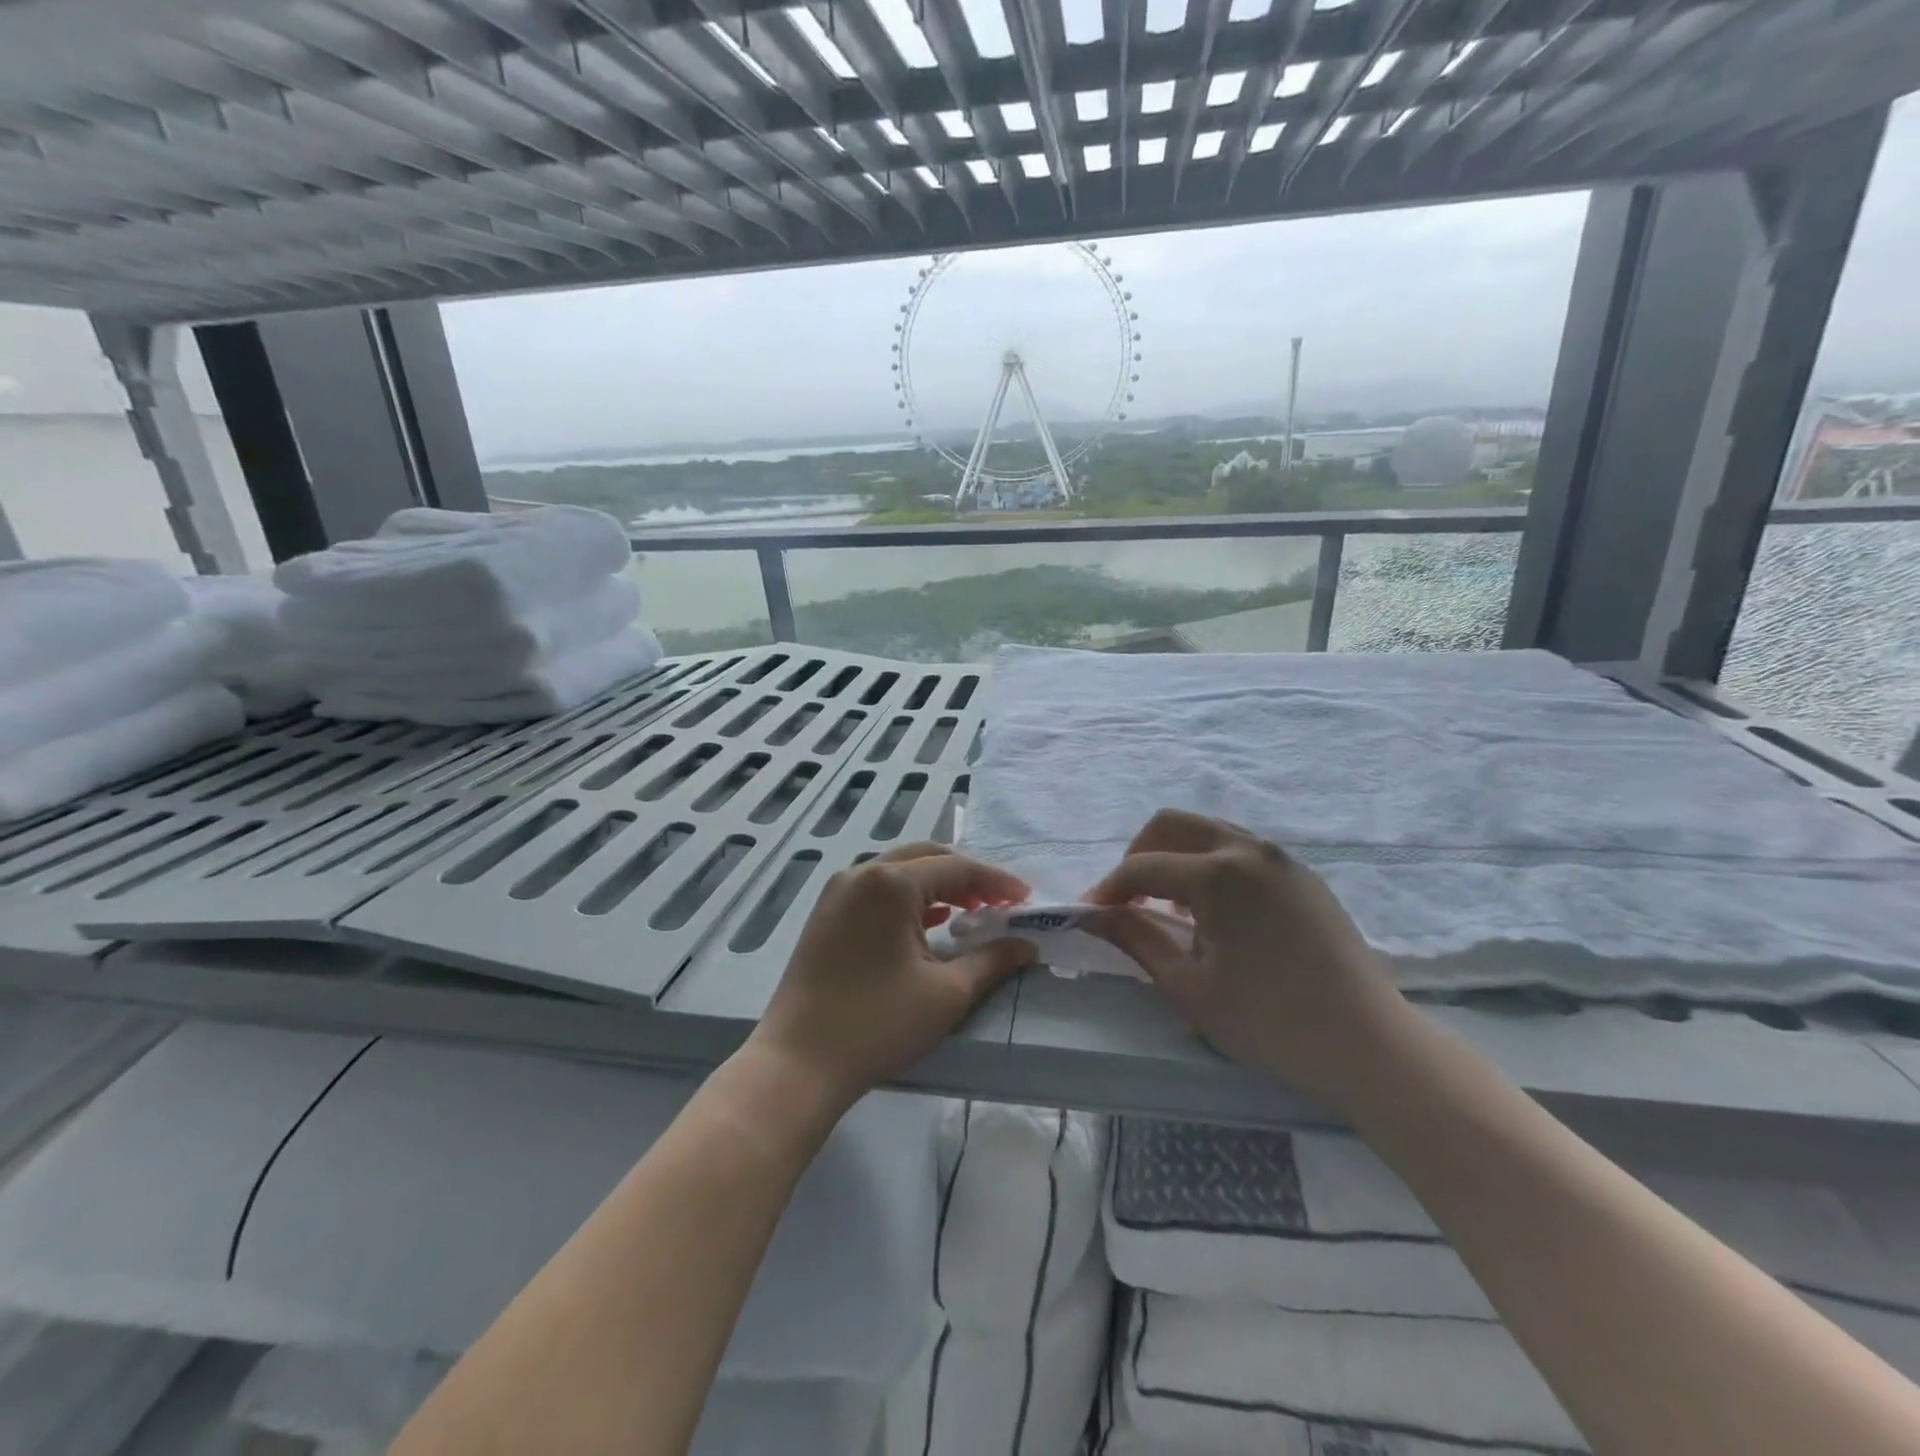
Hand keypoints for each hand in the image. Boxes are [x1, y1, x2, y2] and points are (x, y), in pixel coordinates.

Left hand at [748, 844, 1036, 1110]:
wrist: (798, 1063)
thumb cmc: (877, 1023)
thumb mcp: (946, 993)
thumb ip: (991, 961)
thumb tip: (1027, 947)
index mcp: (890, 882)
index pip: (956, 867)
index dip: (996, 881)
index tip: (1026, 898)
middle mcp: (861, 873)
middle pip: (926, 858)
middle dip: (967, 877)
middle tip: (1000, 902)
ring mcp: (838, 892)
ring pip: (900, 872)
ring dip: (939, 886)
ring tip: (973, 912)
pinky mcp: (827, 914)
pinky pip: (878, 891)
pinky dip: (910, 900)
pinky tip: (932, 922)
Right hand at [1082, 809, 1413, 1110]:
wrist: (1367, 1043)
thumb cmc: (1268, 1020)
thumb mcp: (1188, 987)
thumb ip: (1136, 940)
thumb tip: (1097, 915)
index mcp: (1217, 874)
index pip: (1142, 867)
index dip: (1108, 889)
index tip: (1089, 914)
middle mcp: (1248, 849)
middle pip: (1171, 824)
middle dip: (1138, 855)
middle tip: (1127, 899)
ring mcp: (1281, 858)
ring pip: (1208, 830)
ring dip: (1175, 856)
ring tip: (1169, 906)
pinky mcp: (1302, 875)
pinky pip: (1241, 849)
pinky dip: (1210, 864)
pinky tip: (1214, 911)